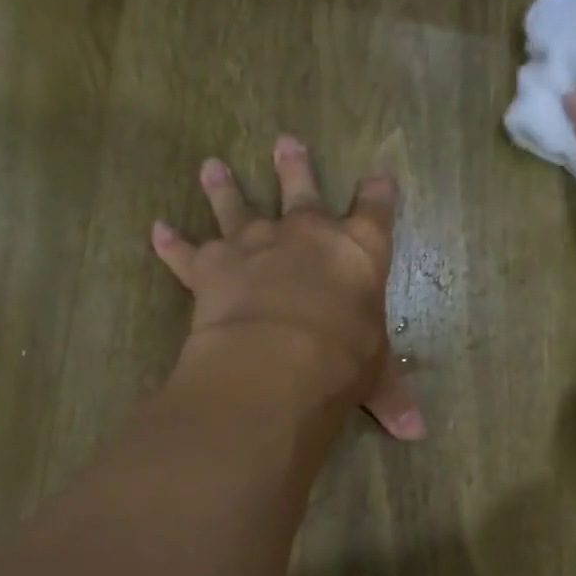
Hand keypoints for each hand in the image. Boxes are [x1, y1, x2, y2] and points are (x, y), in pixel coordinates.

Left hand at [151, 135, 424, 440]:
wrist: (279, 360)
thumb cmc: (342, 360)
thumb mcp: (374, 377)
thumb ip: (392, 396)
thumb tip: (418, 435)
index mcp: (358, 251)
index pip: (375, 210)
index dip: (378, 193)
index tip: (379, 176)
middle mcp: (306, 234)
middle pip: (301, 188)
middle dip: (294, 166)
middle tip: (285, 141)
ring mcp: (254, 244)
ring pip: (237, 206)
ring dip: (224, 187)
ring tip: (211, 166)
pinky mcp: (211, 266)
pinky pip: (186, 252)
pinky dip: (171, 244)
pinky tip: (157, 231)